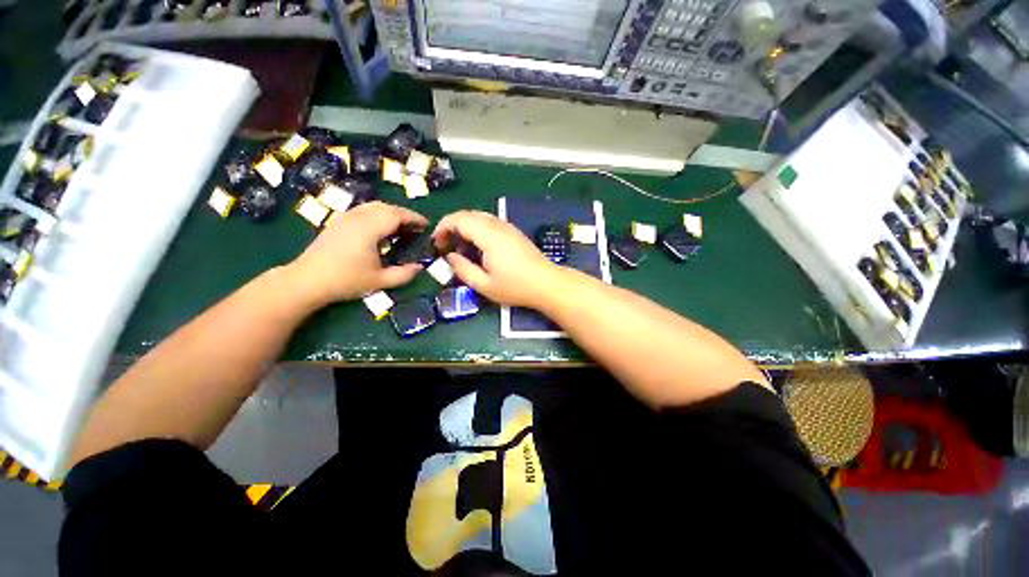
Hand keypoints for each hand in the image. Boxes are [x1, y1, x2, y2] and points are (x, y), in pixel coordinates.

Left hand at [286, 202, 427, 306]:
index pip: (396, 215)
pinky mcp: (338, 222)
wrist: (306, 280)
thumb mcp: (379, 281)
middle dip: (404, 214)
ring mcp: (345, 218)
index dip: (414, 218)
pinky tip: (380, 227)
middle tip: (416, 227)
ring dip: (391, 212)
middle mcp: (358, 218)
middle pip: (386, 207)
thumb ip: (403, 274)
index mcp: (369, 229)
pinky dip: (378, 214)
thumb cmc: (345, 280)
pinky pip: (363, 210)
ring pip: (373, 206)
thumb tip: (421, 267)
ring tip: (401, 226)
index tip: (427, 225)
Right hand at [432, 210, 561, 308]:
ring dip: (464, 228)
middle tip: (445, 247)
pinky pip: (489, 223)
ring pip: (479, 217)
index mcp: (489, 235)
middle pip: (467, 214)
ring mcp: (507, 227)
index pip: (459, 219)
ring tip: (459, 248)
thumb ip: (462, 269)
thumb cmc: (516, 287)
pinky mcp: (513, 232)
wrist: (547, 284)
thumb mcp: (484, 285)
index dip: (442, 227)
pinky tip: (477, 248)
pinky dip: (476, 230)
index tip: (436, 244)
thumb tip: (450, 256)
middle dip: (451, 227)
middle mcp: (498, 225)